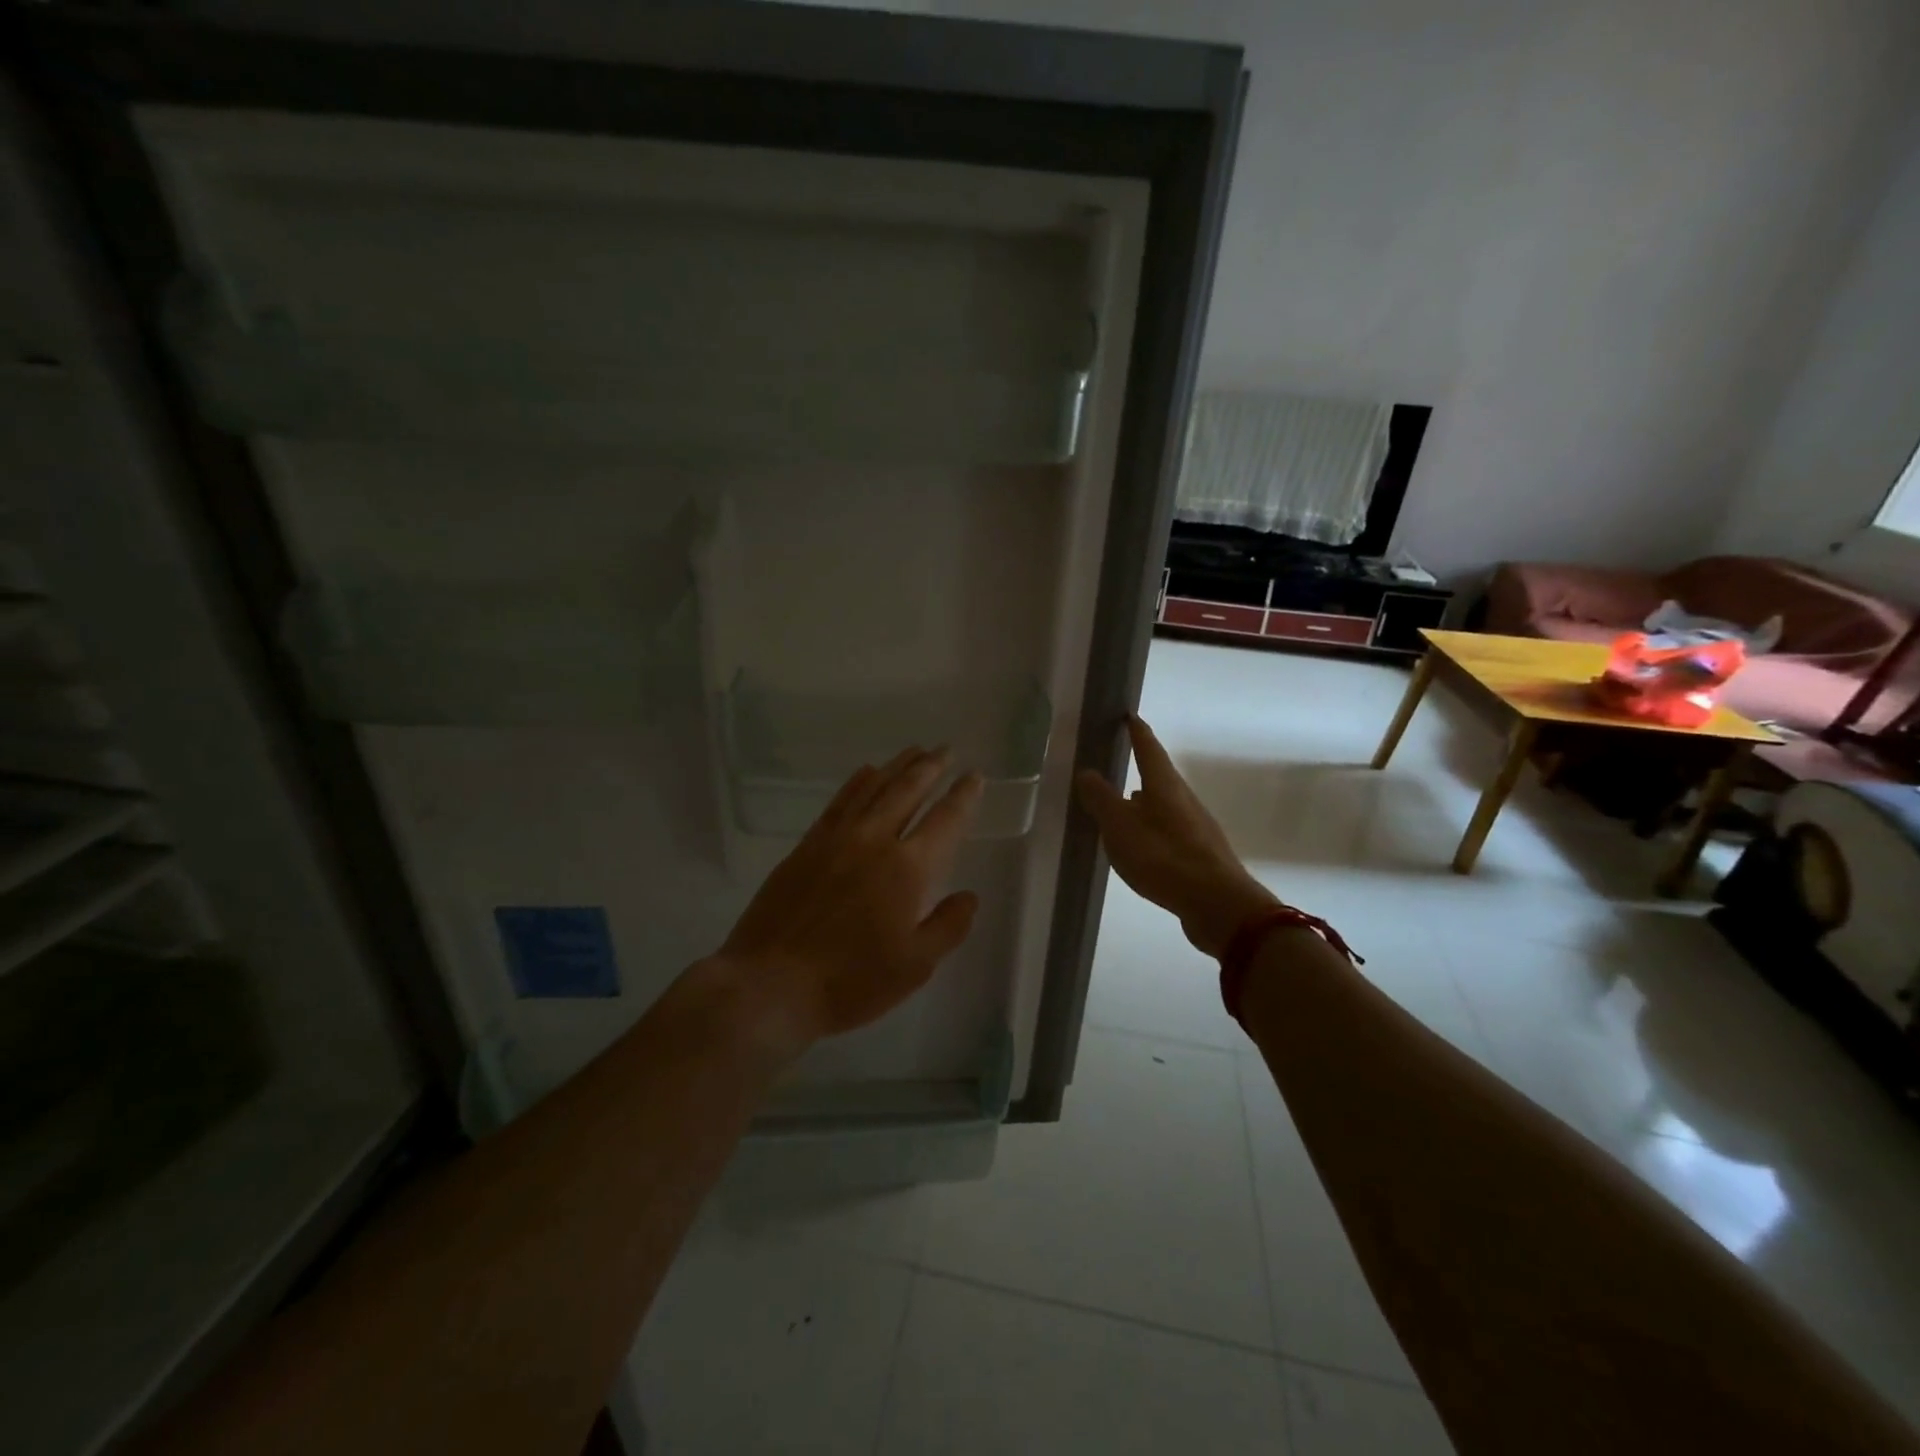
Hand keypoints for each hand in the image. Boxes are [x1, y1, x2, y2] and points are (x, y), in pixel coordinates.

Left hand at [716, 747, 983, 1060]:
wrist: (769, 983)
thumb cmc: (849, 982)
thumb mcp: (914, 966)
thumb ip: (948, 926)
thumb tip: (968, 895)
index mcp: (908, 869)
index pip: (945, 820)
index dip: (963, 796)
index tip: (975, 776)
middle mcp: (874, 840)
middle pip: (907, 790)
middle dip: (931, 767)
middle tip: (945, 749)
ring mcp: (836, 839)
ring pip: (873, 788)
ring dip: (897, 766)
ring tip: (914, 750)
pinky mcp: (807, 845)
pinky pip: (839, 802)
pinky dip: (857, 782)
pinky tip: (866, 773)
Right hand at [1075, 715, 1278, 957]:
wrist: (1217, 904)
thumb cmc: (1163, 857)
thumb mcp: (1120, 827)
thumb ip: (1101, 799)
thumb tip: (1087, 772)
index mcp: (1165, 786)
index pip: (1148, 749)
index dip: (1137, 732)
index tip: (1129, 715)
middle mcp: (1184, 799)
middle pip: (1160, 776)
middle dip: (1141, 768)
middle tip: (1119, 763)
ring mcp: (1196, 826)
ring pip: (1165, 805)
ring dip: (1145, 802)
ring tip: (1124, 805)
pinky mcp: (1200, 853)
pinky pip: (1170, 830)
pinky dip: (1152, 827)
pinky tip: (1143, 843)